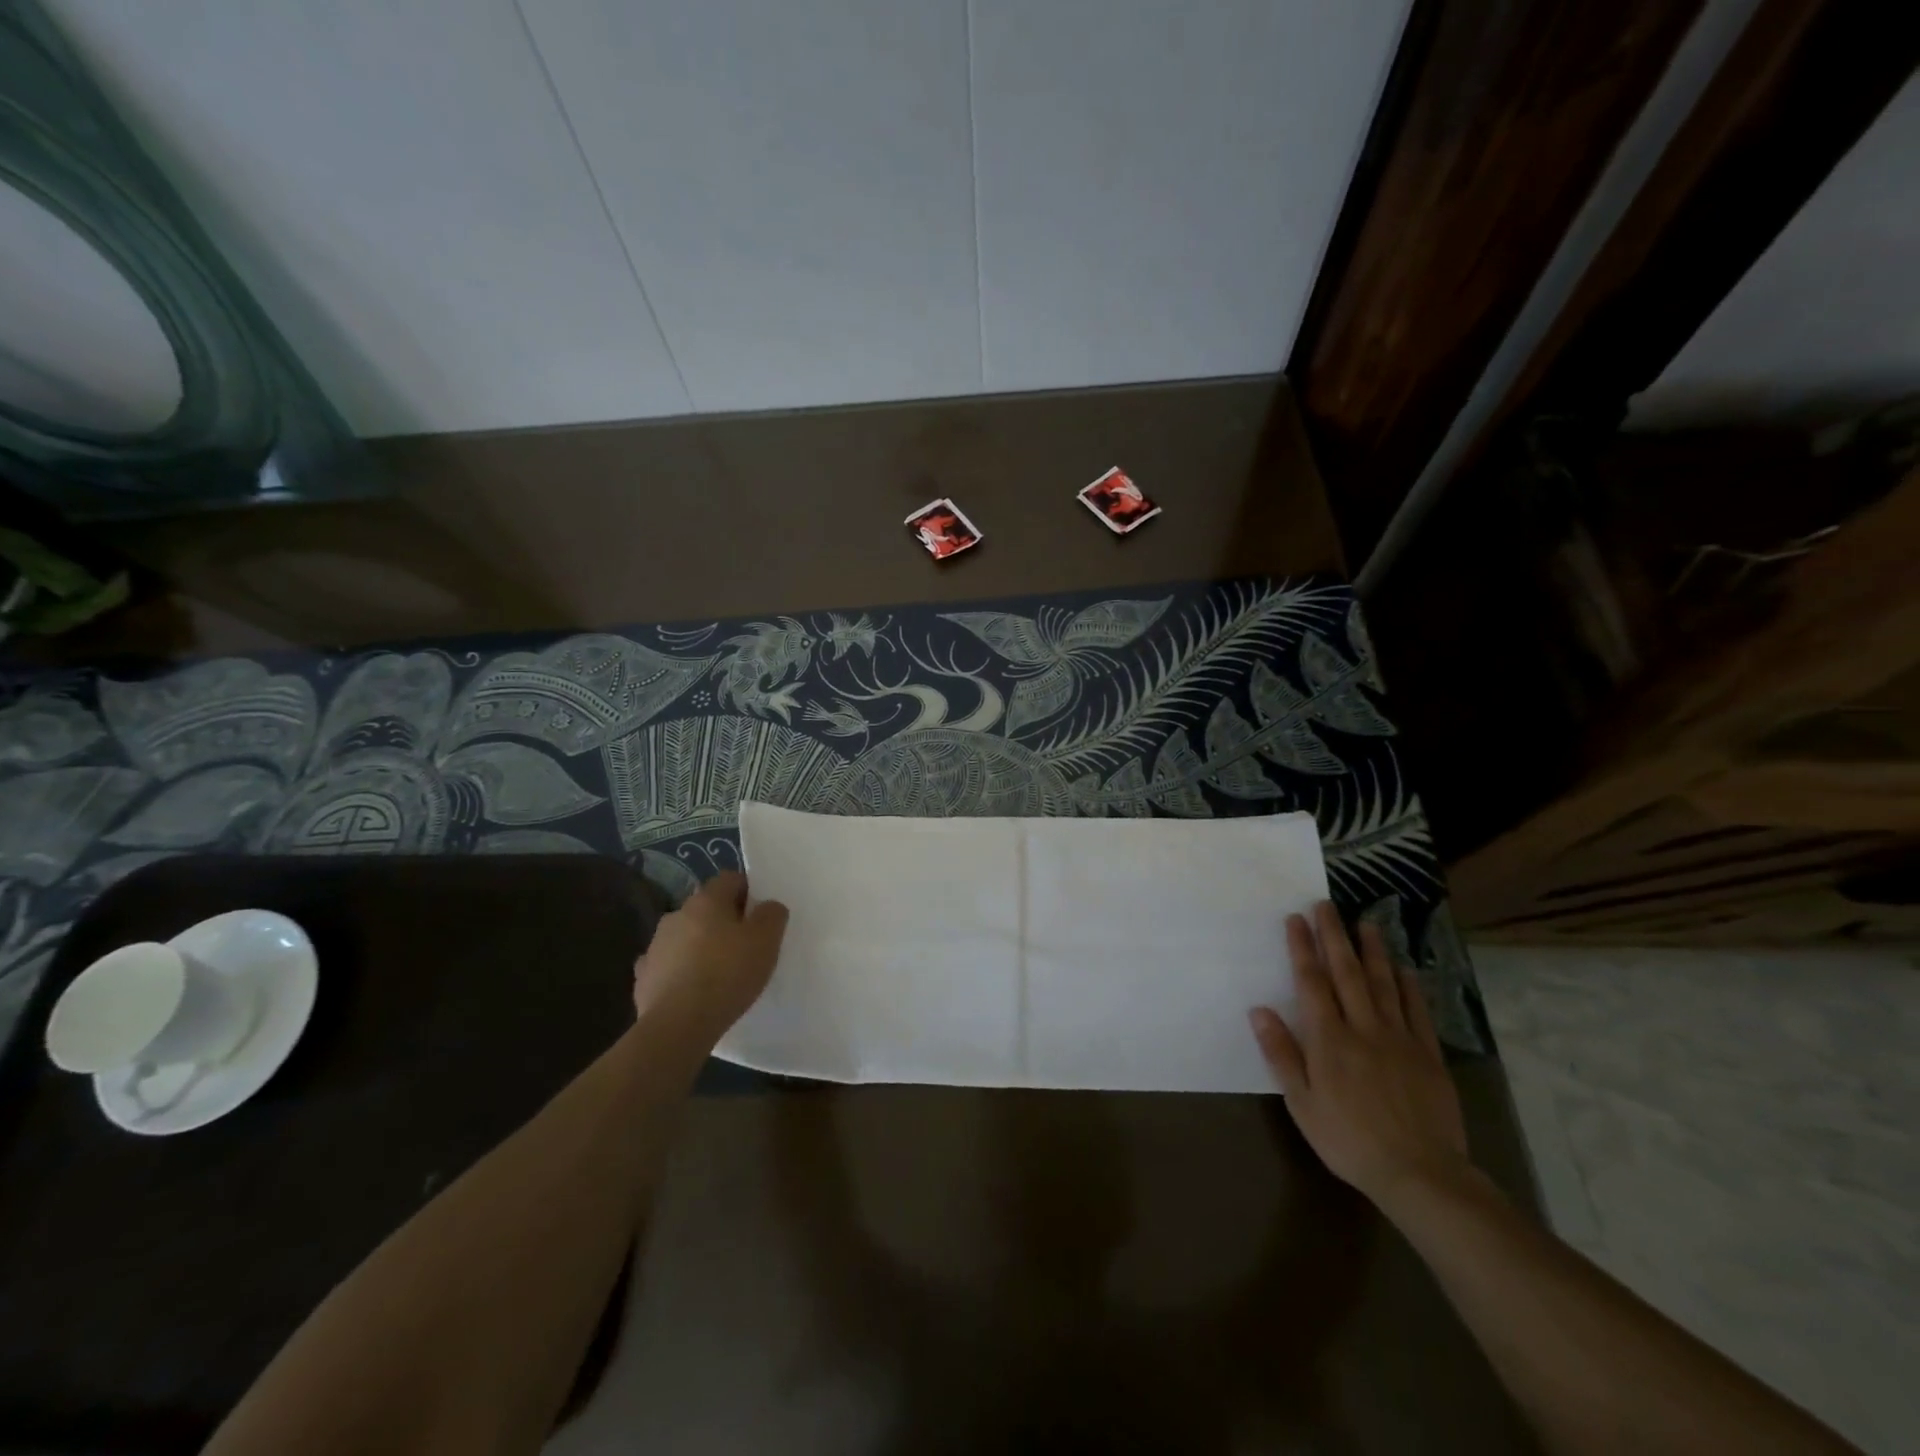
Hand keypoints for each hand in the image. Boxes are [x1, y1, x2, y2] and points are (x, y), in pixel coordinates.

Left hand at [632, 871, 787, 1044]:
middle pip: (706, 908)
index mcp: (707, 900)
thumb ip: (772, 915)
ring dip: (700, 946)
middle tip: (744, 946)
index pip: (730, 879)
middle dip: (724, 921)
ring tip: (718, 973)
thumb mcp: (766, 941)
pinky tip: (692, 991)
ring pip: (685, 936)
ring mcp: (655, 946)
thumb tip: (767, 906)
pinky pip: (668, 965)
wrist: (678, 1025)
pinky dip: (680, 972)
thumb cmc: (728, 974)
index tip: (761, 917)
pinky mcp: (644, 976)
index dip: (748, 893)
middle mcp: (677, 914)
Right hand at [1249, 902, 1472, 1210]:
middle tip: (1326, 905)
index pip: (1312, 982)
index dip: (1302, 949)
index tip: (1296, 919)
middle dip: (1334, 936)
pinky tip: (1404, 969)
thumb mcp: (1301, 1103)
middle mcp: (1363, 1028)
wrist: (1420, 1173)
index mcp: (1329, 1039)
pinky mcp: (1428, 1055)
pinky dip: (1409, 987)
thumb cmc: (1348, 1139)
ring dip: (1372, 951)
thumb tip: (1259, 1010)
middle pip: (1347, 973)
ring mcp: (1399, 1038)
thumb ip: (1281, 1054)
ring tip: (1366, 923)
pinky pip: (1417, 1011)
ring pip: (1383, 984)